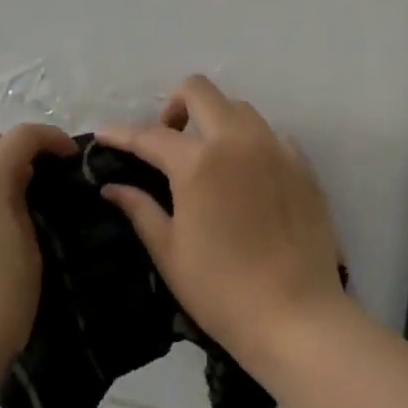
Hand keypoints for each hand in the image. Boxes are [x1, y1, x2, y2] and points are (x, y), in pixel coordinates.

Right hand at [96, 76, 348, 366]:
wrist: (295, 316)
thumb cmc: (220, 290)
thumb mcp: (169, 251)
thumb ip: (140, 209)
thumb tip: (113, 187)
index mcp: (198, 163)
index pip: (150, 135)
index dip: (121, 134)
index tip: (103, 136)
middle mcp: (239, 143)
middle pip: (200, 91)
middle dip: (174, 106)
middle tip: (166, 141)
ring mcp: (277, 151)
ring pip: (240, 110)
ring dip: (215, 122)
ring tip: (207, 159)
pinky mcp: (304, 168)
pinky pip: (272, 137)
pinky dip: (251, 144)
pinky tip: (246, 178)